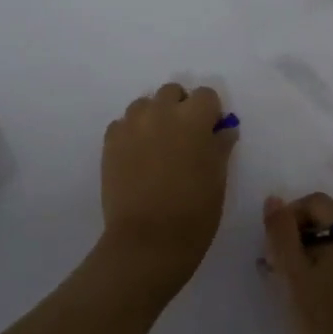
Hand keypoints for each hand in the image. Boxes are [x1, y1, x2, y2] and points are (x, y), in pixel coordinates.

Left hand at [98, 83, 236, 297]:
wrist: (147, 241)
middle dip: (180, 108)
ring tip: (157, 146)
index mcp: (193, 119)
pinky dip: (132, 133)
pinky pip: (123, 124)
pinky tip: (137, 158)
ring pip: (145, 105)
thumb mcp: (218, 178)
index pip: (206, 95)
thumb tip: (223, 129)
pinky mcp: (110, 142)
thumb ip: (220, 146)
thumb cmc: (194, 212)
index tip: (210, 133)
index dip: (210, 113)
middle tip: (184, 138)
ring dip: (154, 117)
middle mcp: (161, 112)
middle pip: (172, 92)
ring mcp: (131, 125)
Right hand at [262, 194, 332, 333]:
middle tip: (276, 269)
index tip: (271, 247)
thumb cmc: (324, 324)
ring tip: (289, 287)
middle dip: (298, 240)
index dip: (288, 218)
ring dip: (311, 257)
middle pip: (328, 223)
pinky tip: (312, 298)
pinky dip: (329, 271)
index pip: (316, 203)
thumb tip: (274, 199)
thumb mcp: (291, 275)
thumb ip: (280, 232)